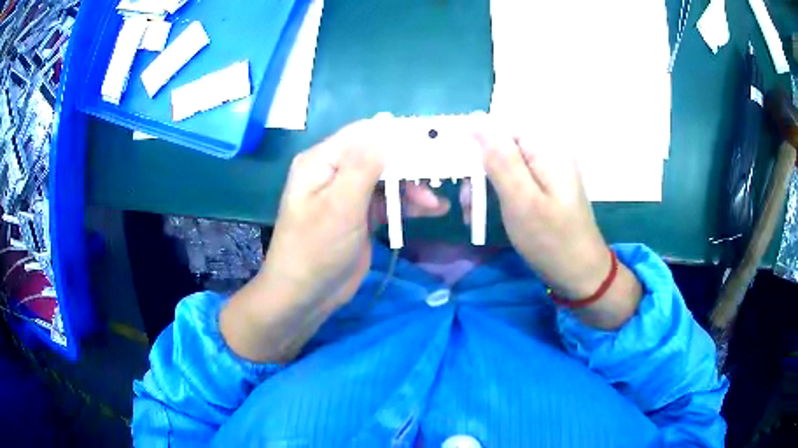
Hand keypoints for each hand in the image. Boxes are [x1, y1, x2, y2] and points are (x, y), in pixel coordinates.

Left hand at [220, 118, 448, 361]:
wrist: (306, 296)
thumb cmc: (316, 248)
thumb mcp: (340, 205)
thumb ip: (363, 165)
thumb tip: (386, 129)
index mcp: (322, 161)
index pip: (363, 134)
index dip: (396, 134)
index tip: (430, 141)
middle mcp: (335, 172)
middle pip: (379, 156)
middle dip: (409, 165)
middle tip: (438, 176)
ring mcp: (349, 195)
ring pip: (387, 179)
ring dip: (412, 187)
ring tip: (435, 203)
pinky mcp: (361, 216)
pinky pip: (389, 202)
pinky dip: (409, 204)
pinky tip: (432, 209)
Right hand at [476, 120, 640, 328]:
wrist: (580, 274)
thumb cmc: (551, 240)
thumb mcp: (521, 200)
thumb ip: (500, 159)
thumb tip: (477, 120)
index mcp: (546, 148)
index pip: (501, 127)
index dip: (476, 143)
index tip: (461, 172)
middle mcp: (549, 151)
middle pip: (503, 145)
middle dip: (479, 169)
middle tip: (467, 202)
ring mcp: (548, 169)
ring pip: (505, 163)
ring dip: (485, 184)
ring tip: (472, 213)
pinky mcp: (546, 186)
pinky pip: (515, 178)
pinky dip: (498, 192)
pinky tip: (487, 212)